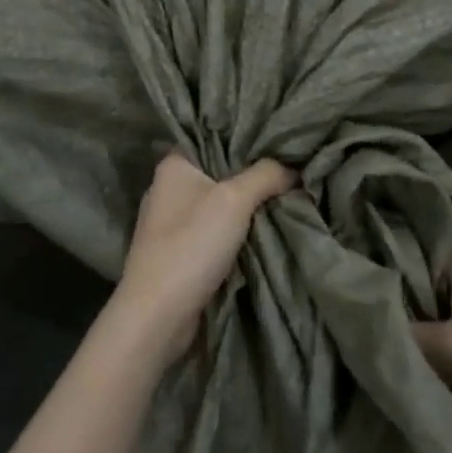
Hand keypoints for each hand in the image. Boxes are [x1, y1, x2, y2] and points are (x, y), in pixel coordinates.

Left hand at [112, 153, 295, 358]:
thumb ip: (266, 175)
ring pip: (219, 204)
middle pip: (219, 172)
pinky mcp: (178, 252)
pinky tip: (263, 229)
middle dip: (252, 175)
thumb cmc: (191, 244)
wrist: (158, 315)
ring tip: (285, 197)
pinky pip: (214, 232)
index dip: (245, 137)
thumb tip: (293, 167)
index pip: (212, 137)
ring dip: (246, 207)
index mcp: (173, 165)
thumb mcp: (235, 200)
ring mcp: (171, 223)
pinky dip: (236, 232)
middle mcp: (168, 188)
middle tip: (291, 169)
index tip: (279, 139)